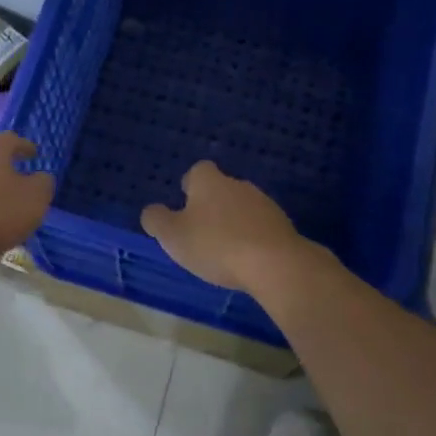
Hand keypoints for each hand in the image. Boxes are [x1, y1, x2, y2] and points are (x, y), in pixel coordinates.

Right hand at [140, 160, 313, 293]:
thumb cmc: (215, 245)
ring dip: (233, 223)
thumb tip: (152, 211)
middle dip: (211, 206)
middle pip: (221, 189)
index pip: (197, 172)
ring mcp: (264, 203)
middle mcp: (237, 184)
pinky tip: (247, 260)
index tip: (183, 207)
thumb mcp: (173, 236)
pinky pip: (260, 227)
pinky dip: (252, 238)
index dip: (189, 187)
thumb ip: (157, 220)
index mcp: (209, 181)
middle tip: (199, 232)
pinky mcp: (283, 225)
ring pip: (242, 208)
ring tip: (223, 250)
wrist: (274, 263)